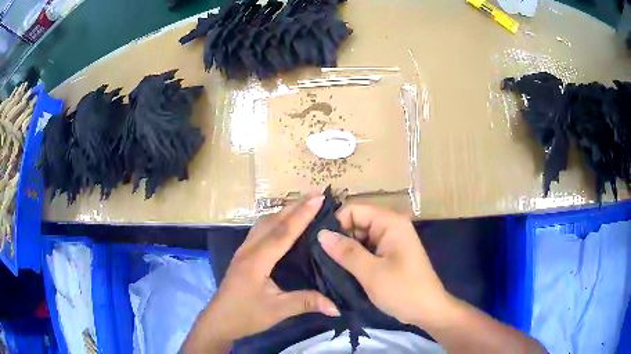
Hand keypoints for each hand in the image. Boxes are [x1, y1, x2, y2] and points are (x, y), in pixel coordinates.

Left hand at [183, 194, 339, 352]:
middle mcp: (249, 249)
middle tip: (316, 194)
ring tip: (303, 204)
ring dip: (284, 211)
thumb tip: (336, 307)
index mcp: (257, 260)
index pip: (283, 232)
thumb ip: (306, 303)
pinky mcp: (243, 255)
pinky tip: (283, 223)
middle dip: (295, 205)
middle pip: (273, 221)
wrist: (219, 320)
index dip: (302, 214)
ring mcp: (244, 250)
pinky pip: (260, 230)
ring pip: (264, 223)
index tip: (318, 198)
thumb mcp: (277, 311)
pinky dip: (275, 220)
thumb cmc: (246, 315)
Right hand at [318, 204, 448, 326]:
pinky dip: (355, 258)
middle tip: (321, 258)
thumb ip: (346, 251)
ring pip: (360, 237)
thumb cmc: (402, 290)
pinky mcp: (390, 254)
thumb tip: (320, 234)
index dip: (336, 224)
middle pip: (357, 222)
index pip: (354, 210)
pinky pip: (367, 249)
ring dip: (346, 250)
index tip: (319, 244)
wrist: (427, 311)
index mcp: (390, 223)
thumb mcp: (371, 272)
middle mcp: (391, 226)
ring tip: (327, 265)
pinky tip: (342, 269)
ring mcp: (391, 240)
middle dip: (339, 238)